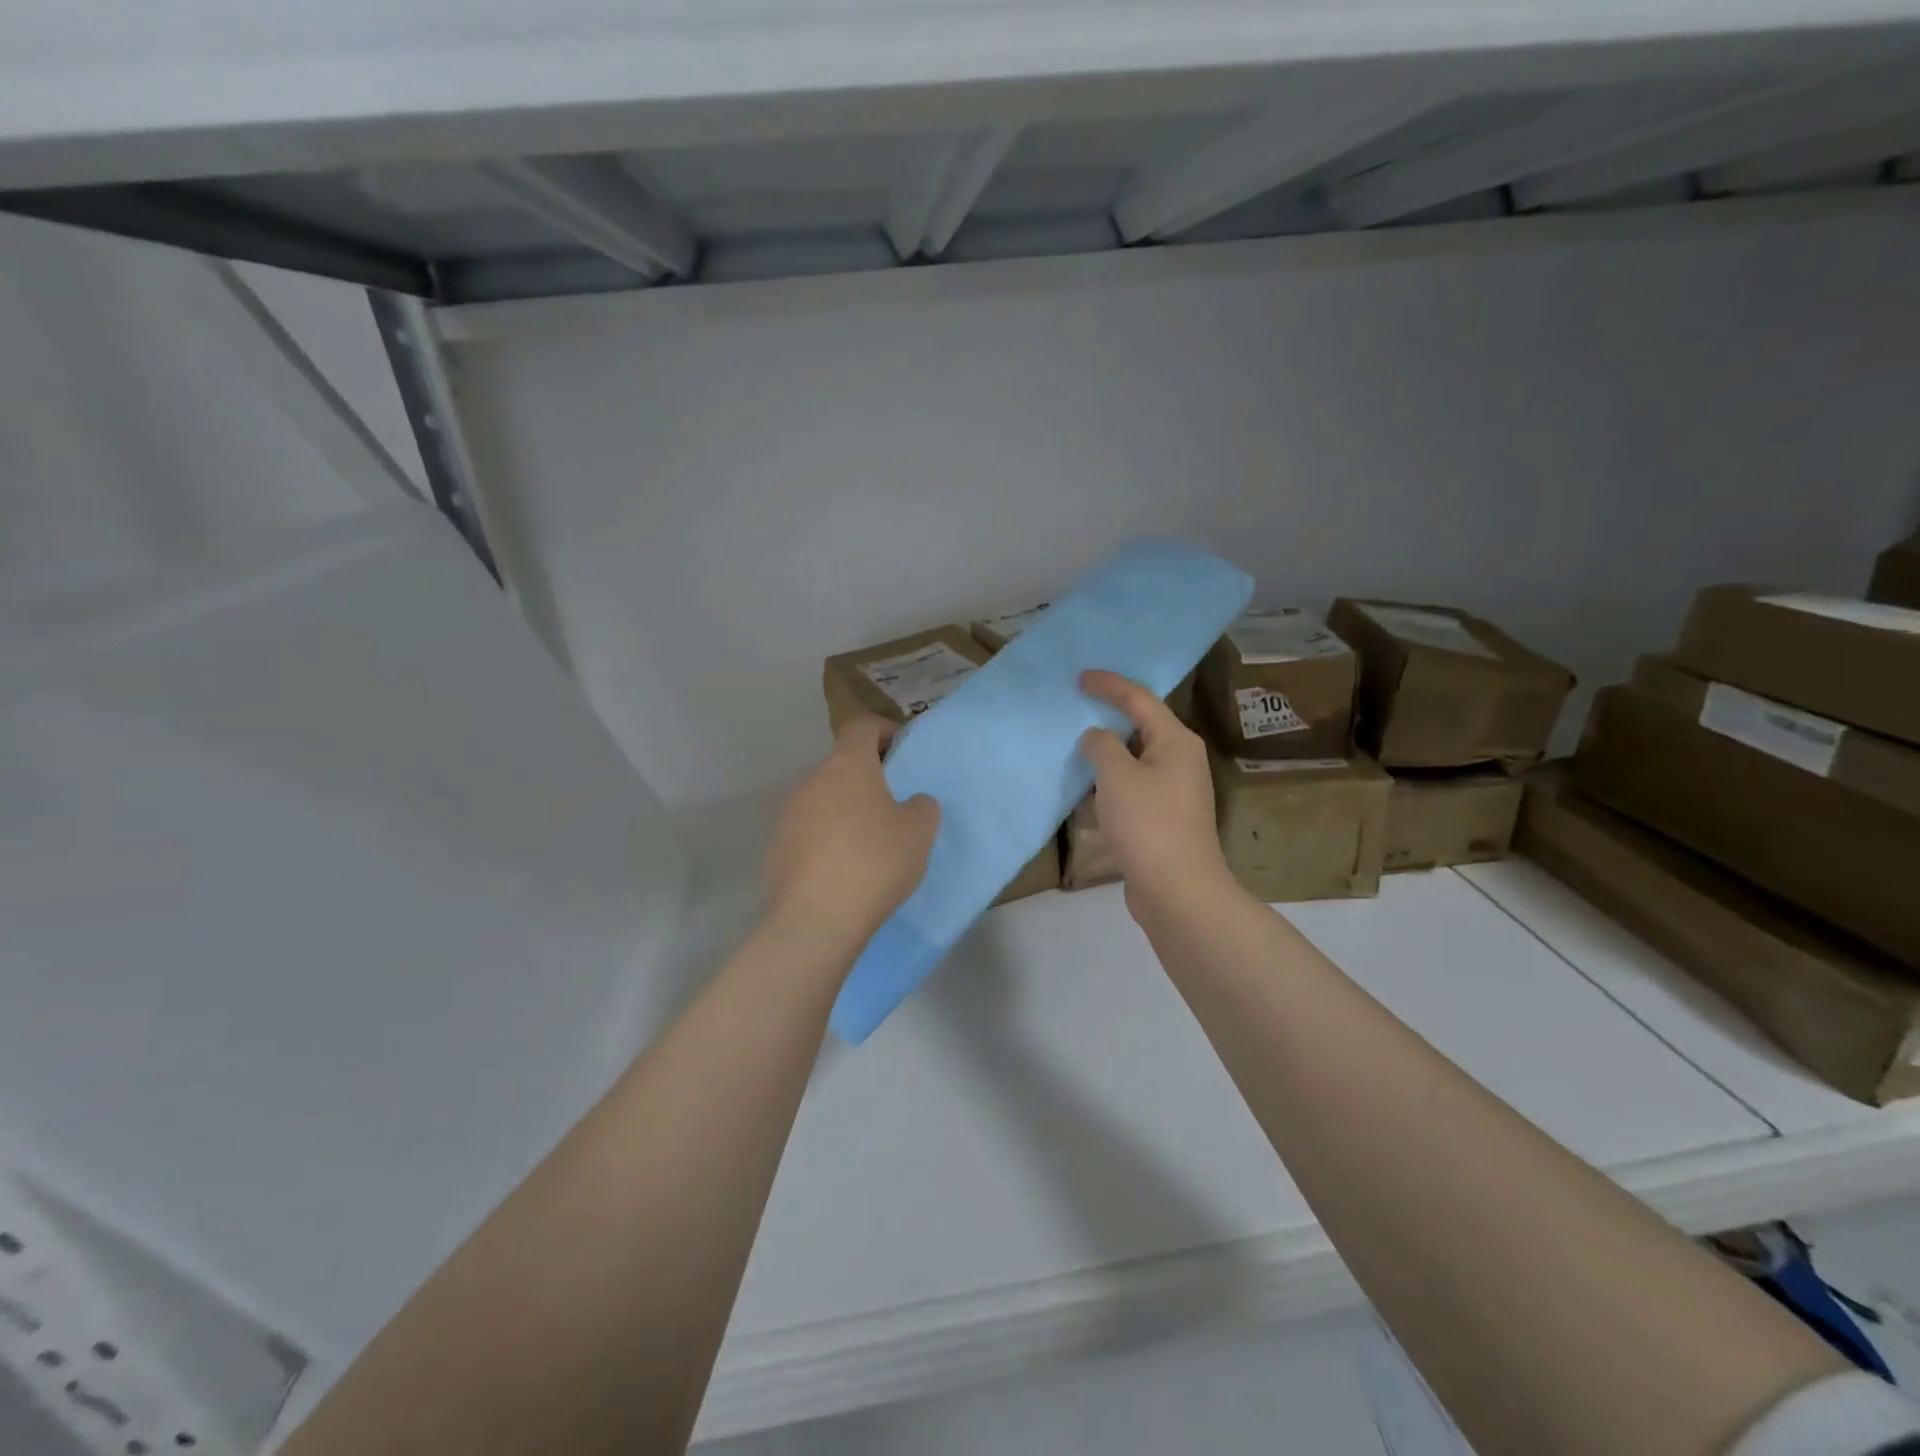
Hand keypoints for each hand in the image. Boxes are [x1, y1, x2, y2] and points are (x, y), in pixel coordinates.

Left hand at [764, 716, 940, 952]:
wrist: (816, 919)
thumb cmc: (875, 862)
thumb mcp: (919, 832)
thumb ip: (922, 806)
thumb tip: (912, 803)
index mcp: (847, 766)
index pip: (861, 727)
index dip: (882, 731)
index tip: (900, 749)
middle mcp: (811, 781)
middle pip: (841, 766)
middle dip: (865, 779)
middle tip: (890, 805)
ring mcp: (787, 815)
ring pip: (822, 800)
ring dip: (843, 811)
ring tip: (867, 843)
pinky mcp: (775, 848)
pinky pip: (807, 833)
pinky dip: (824, 841)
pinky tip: (841, 871)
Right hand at [1078, 670, 1234, 919]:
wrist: (1177, 890)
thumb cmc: (1148, 823)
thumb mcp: (1117, 776)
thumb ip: (1101, 746)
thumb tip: (1096, 738)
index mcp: (1176, 741)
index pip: (1139, 699)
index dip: (1109, 685)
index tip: (1079, 677)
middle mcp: (1180, 761)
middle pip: (1141, 727)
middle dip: (1108, 717)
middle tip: (1076, 706)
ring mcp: (1173, 792)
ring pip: (1134, 760)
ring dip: (1106, 753)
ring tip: (1073, 745)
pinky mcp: (1162, 819)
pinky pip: (1131, 787)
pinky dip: (1108, 783)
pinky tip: (1084, 788)